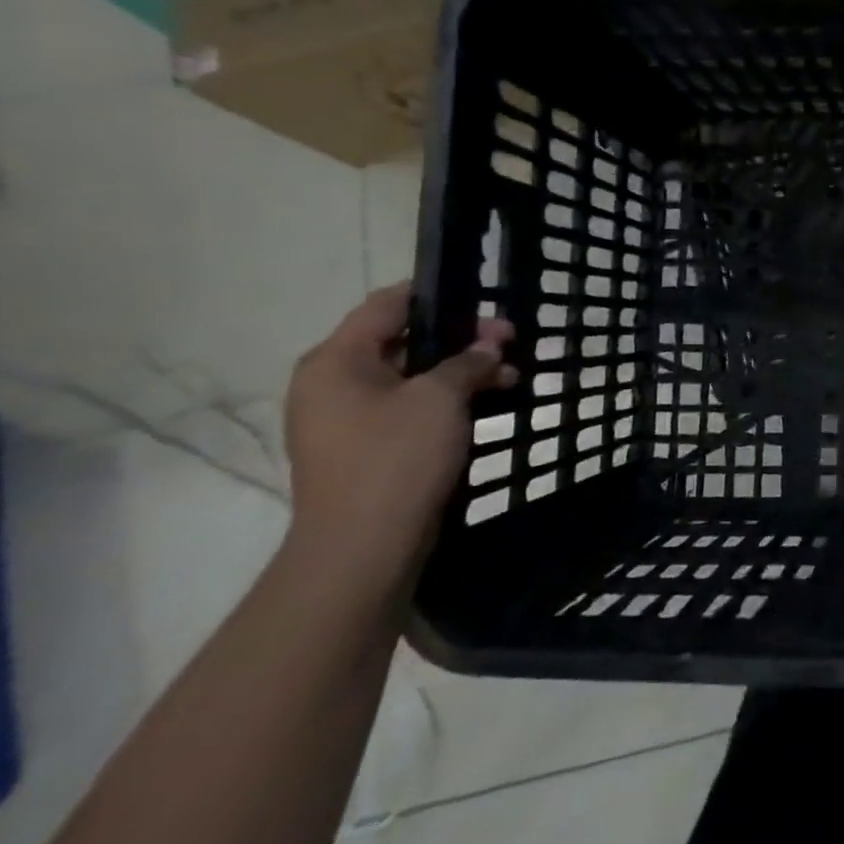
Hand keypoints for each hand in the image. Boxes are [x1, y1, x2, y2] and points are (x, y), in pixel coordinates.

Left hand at [282, 284, 514, 591]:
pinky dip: (446, 401)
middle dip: (461, 339)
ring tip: (510, 377)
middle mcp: (332, 383)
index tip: (485, 299)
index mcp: (336, 360)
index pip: (387, 305)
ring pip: (411, 377)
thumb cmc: (396, 458)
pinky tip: (486, 404)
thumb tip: (489, 345)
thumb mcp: (441, 398)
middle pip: (403, 341)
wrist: (363, 549)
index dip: (438, 294)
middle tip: (510, 342)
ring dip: (460, 372)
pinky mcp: (364, 449)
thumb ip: (468, 361)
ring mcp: (345, 419)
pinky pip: (408, 408)